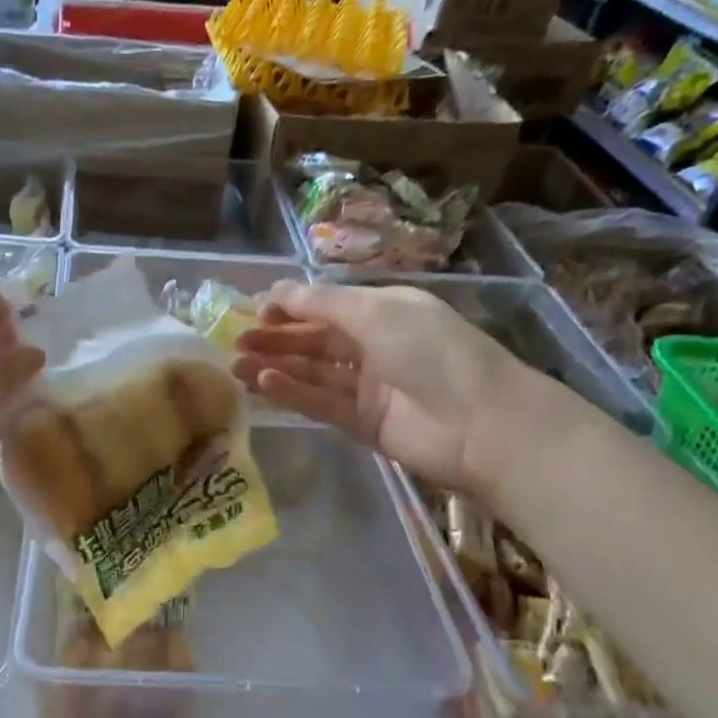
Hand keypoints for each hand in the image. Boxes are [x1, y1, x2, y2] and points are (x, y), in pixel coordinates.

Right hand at [233, 280, 528, 491]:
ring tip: (237, 365)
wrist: (481, 425)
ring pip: (313, 373)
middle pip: (315, 339)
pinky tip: (264, 383)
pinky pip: (320, 403)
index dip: (290, 306)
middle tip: (236, 341)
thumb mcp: (377, 313)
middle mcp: (374, 345)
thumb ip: (322, 304)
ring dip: (276, 366)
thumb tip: (276, 292)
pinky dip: (292, 393)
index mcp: (385, 310)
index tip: (252, 310)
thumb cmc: (432, 352)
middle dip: (276, 337)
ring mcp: (368, 386)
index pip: (327, 305)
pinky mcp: (362, 422)